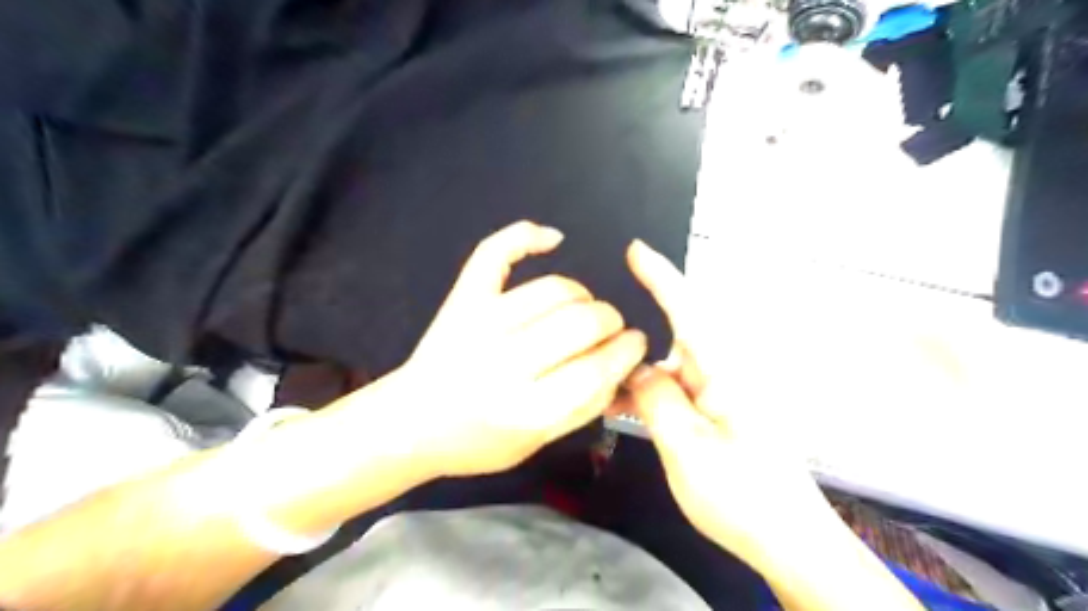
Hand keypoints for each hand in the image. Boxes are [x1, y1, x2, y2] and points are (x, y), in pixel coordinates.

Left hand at [392, 223, 643, 478]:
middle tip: (610, 329)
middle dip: (611, 322)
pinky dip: (527, 235)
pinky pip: (496, 252)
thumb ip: (585, 406)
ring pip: (556, 290)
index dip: (626, 351)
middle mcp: (505, 362)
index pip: (596, 368)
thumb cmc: (477, 441)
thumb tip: (624, 365)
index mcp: (526, 410)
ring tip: (583, 309)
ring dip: (583, 296)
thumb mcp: (538, 442)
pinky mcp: (463, 299)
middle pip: (583, 322)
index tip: (636, 343)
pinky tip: (553, 238)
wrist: (412, 422)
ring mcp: (481, 322)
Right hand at [621, 239, 833, 566]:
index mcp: (722, 371)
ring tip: (603, 370)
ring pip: (670, 363)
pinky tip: (624, 399)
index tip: (635, 249)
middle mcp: (723, 372)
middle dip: (639, 321)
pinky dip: (649, 388)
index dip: (659, 276)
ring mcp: (720, 392)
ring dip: (639, 365)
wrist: (786, 539)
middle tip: (598, 323)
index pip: (687, 309)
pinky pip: (676, 386)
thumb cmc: (741, 495)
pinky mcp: (717, 410)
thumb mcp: (686, 448)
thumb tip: (636, 366)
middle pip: (675, 332)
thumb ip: (656, 398)